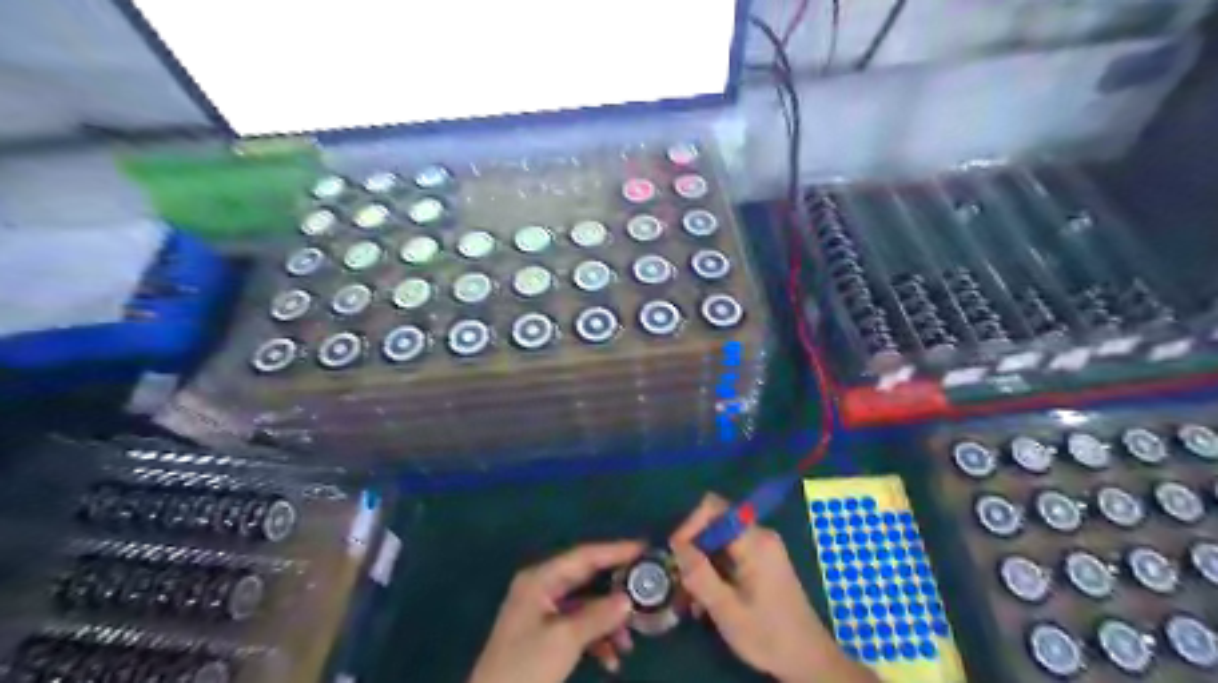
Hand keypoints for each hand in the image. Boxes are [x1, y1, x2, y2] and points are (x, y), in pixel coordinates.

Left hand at [469, 541, 639, 682]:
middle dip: (616, 589)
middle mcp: (542, 587)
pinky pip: (578, 626)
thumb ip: (598, 615)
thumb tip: (628, 599)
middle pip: (587, 579)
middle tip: (647, 589)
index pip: (585, 555)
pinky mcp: (545, 635)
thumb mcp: (565, 640)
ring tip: (628, 643)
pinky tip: (610, 660)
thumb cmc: (525, 667)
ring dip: (608, 622)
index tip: (645, 549)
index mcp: (541, 579)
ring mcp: (542, 611)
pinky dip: (596, 639)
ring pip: (586, 605)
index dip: (616, 551)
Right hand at [676, 494, 875, 681]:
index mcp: (755, 541)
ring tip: (692, 598)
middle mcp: (760, 535)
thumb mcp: (726, 609)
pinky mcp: (762, 561)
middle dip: (694, 550)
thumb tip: (677, 545)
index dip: (690, 525)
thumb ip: (699, 574)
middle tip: (681, 581)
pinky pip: (729, 553)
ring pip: (719, 541)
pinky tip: (707, 600)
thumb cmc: (768, 635)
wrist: (809, 660)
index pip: (713, 508)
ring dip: (702, 564)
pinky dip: (714, 570)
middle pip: (714, 524)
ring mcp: (763, 548)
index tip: (677, 555)